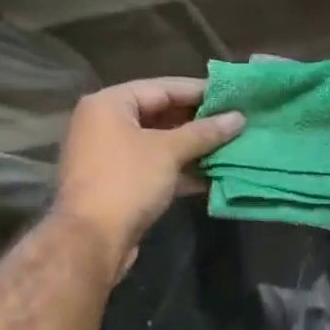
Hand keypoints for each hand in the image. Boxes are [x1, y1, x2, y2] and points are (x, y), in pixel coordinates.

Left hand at [53, 77, 244, 275]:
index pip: (162, 88)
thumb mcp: (169, 151)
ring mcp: (109, 155)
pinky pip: (154, 166)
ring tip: (230, 145)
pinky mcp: (117, 183)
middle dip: (198, 121)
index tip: (232, 94)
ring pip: (158, 143)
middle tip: (235, 120)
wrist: (91, 241)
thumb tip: (239, 118)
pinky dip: (179, 168)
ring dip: (192, 146)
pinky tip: (211, 174)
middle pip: (159, 114)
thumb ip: (204, 132)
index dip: (199, 91)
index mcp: (109, 104)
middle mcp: (104, 124)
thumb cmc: (127, 181)